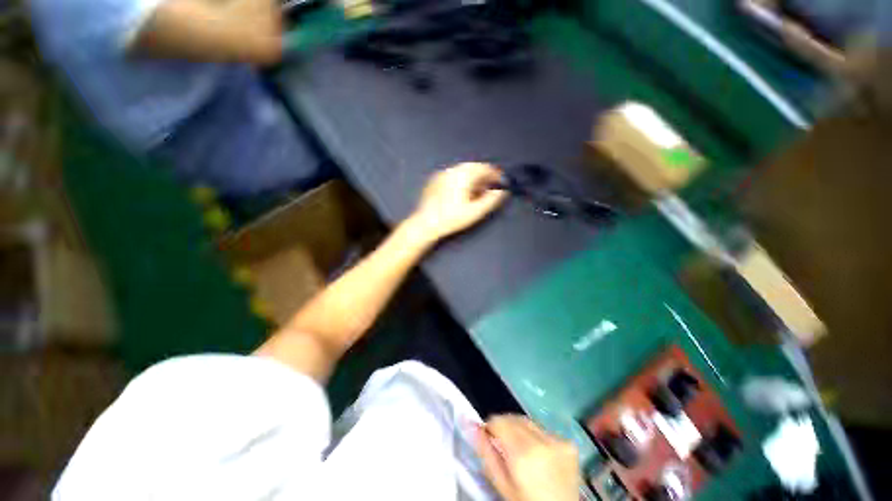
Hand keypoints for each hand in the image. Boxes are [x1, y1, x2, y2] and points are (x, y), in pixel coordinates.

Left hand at [409, 162, 507, 242]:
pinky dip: (461, 180)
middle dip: (484, 176)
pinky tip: (462, 192)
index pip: (484, 168)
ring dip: (473, 178)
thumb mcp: (475, 212)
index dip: (495, 174)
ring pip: (463, 171)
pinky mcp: (435, 180)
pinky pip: (453, 175)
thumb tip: (501, 191)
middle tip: (490, 187)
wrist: (426, 223)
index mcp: (463, 175)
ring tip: (477, 191)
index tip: (501, 182)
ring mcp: (442, 174)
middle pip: (473, 167)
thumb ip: (491, 200)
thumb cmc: (451, 218)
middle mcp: (452, 170)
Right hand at [475, 415, 580, 500]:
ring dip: (520, 430)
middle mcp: (543, 442)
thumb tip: (472, 425)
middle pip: (514, 418)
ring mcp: (559, 441)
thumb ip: (486, 453)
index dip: (492, 427)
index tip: (489, 436)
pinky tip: (538, 454)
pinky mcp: (569, 444)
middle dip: (505, 427)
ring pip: (528, 422)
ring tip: (521, 451)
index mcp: (524, 454)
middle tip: (503, 445)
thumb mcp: (502, 484)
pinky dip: (536, 436)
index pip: (500, 421)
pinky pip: (544, 430)